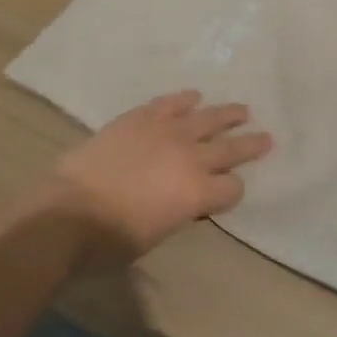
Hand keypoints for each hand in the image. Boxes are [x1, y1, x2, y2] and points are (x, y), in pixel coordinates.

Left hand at [51, 91, 272, 263]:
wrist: (69, 210)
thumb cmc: (111, 240)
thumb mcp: (156, 234)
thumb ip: (178, 211)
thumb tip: (182, 199)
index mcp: (198, 193)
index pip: (232, 188)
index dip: (232, 192)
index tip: (228, 193)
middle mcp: (191, 157)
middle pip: (230, 148)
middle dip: (250, 144)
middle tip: (267, 137)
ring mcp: (167, 131)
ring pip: (208, 117)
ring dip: (227, 114)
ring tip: (242, 110)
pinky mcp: (142, 116)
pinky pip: (171, 102)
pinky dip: (185, 99)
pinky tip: (194, 96)